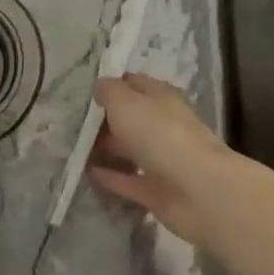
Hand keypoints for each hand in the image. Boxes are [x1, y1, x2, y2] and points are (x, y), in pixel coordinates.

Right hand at [87, 72, 248, 246]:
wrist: (199, 190)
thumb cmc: (160, 135)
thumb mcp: (126, 102)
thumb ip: (109, 91)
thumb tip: (100, 86)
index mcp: (161, 98)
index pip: (135, 84)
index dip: (113, 85)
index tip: (87, 92)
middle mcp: (163, 125)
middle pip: (132, 118)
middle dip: (106, 119)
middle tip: (74, 122)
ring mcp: (162, 159)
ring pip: (130, 148)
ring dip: (107, 148)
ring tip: (75, 148)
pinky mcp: (157, 190)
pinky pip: (129, 179)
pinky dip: (111, 177)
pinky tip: (87, 174)